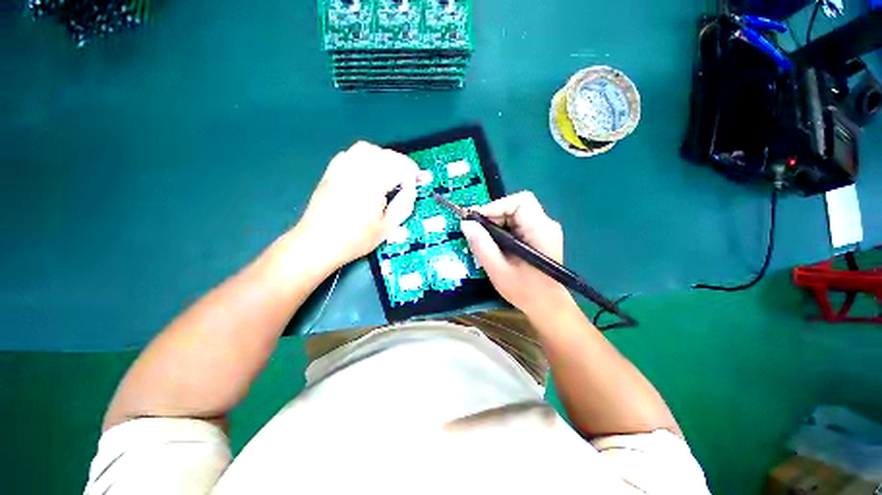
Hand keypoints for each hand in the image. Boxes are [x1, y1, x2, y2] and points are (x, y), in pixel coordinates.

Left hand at [296, 141, 418, 266]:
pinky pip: (350, 154)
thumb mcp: (386, 228)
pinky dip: (364, 157)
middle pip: (385, 155)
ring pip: (366, 149)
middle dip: (402, 163)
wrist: (318, 243)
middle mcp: (357, 170)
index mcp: (373, 184)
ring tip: (391, 170)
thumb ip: (403, 206)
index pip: (399, 168)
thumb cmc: (355, 239)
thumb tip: (411, 190)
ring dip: (383, 156)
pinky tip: (368, 170)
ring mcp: (341, 169)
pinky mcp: (331, 172)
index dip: (413, 174)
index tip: (421, 181)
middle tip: (411, 176)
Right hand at [460, 192, 573, 316]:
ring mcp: (544, 229)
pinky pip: (518, 222)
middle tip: (477, 231)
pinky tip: (496, 244)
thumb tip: (466, 223)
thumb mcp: (498, 270)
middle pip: (517, 205)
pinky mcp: (539, 235)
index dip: (496, 206)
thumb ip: (482, 245)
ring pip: (515, 213)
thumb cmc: (525, 291)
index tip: (477, 221)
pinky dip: (503, 228)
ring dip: (496, 223)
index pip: (520, 202)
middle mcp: (546, 224)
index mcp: (540, 230)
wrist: (547, 306)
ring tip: (484, 239)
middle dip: (494, 215)